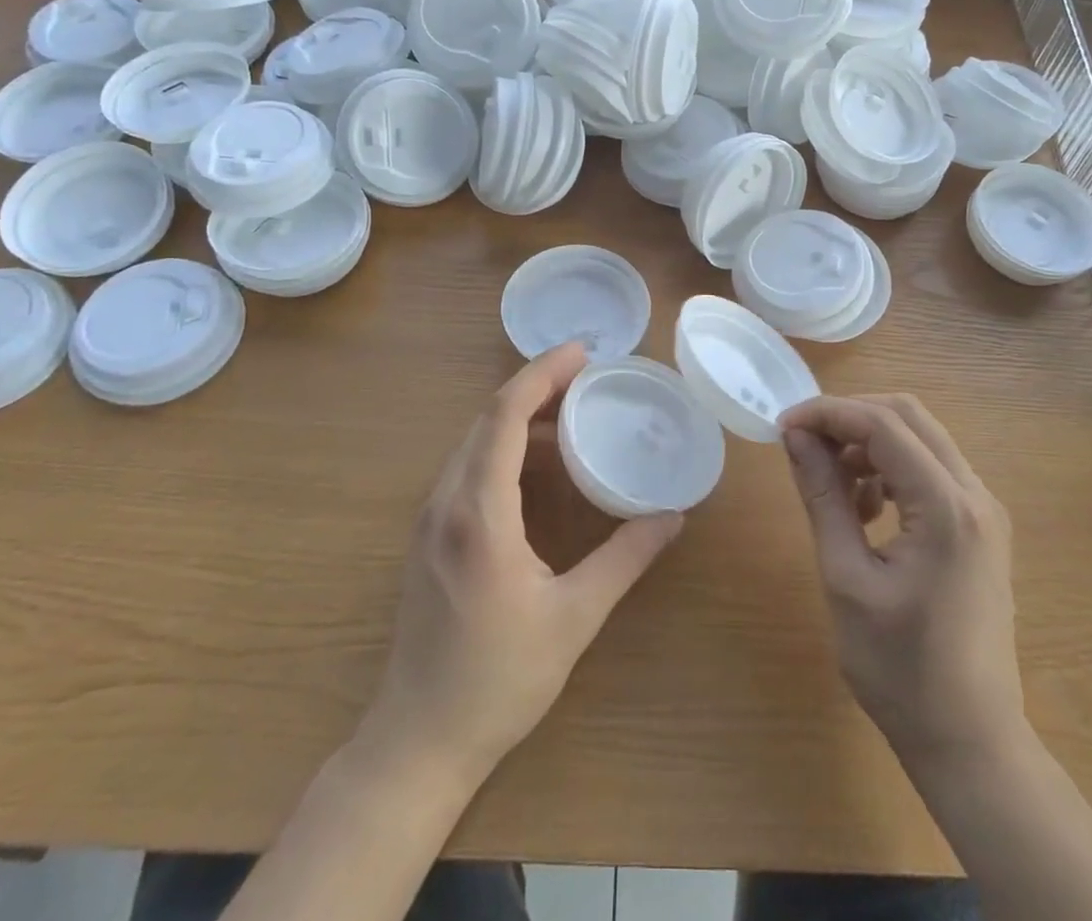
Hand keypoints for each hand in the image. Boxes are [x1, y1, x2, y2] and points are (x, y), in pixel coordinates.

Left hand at [363, 343, 683, 783]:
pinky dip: (502, 447)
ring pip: (473, 441)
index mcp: (479, 513)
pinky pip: (466, 467)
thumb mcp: (573, 618)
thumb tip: (673, 517)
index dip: (542, 374)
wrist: (417, 740)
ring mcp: (430, 518)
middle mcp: (446, 501)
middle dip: (535, 387)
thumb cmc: (498, 680)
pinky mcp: (428, 536)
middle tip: (586, 377)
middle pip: (486, 418)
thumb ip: (624, 559)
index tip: (582, 352)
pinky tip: (535, 465)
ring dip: (518, 417)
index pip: (503, 415)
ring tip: (569, 414)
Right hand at [780, 395, 1024, 764]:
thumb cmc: (900, 669)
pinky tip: (863, 506)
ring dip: (870, 442)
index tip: (782, 427)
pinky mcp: (980, 527)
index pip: (882, 424)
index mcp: (947, 507)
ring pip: (921, 438)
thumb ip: (822, 496)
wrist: (970, 742)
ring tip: (830, 480)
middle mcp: (975, 495)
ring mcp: (984, 510)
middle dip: (849, 417)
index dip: (827, 413)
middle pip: (908, 416)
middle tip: (803, 441)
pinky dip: (890, 468)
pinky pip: (931, 470)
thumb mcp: (845, 577)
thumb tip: (795, 436)